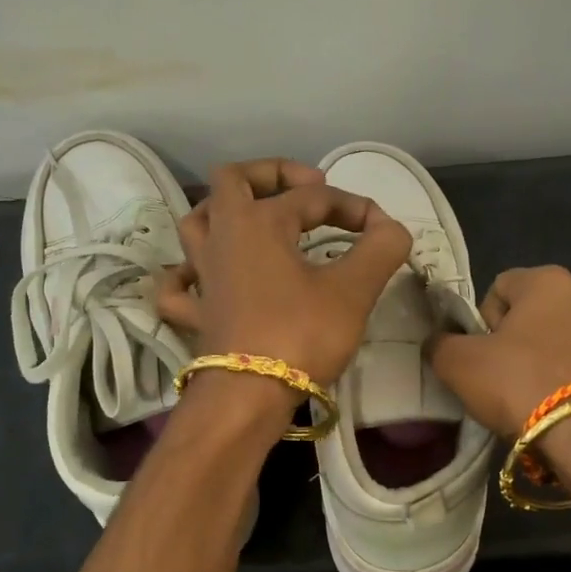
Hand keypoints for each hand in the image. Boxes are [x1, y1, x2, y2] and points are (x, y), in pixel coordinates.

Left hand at [156, 159, 411, 388]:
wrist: (249, 397)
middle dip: (272, 174)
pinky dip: (189, 273)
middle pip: (232, 181)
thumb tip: (391, 228)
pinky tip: (206, 276)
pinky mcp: (196, 314)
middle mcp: (222, 237)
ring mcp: (202, 276)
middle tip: (307, 189)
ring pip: (198, 223)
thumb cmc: (301, 335)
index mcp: (258, 221)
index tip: (383, 232)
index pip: (314, 196)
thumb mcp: (354, 289)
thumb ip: (381, 248)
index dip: (354, 206)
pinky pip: (179, 284)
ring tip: (259, 221)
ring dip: (226, 212)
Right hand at [427, 265, 570, 436]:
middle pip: (529, 317)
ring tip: (524, 403)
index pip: (498, 287)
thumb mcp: (459, 364)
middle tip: (496, 381)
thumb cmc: (520, 382)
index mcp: (549, 281)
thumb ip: (440, 345)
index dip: (480, 321)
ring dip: (537, 368)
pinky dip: (562, 387)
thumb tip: (438, 343)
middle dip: (510, 345)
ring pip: (555, 346)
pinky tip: (552, 414)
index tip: (478, 354)